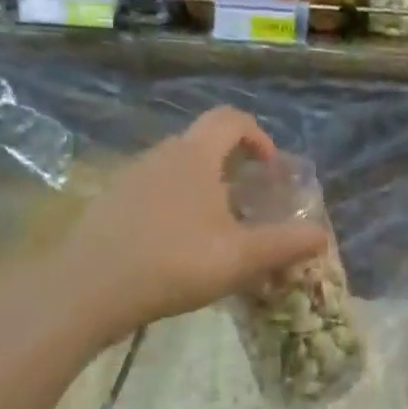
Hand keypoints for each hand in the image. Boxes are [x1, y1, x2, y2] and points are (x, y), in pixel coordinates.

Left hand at [62, 108, 327, 342]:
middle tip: (250, 204)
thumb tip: (321, 235)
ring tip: (217, 230)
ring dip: (203, 189)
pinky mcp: (108, 204)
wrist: (86, 289)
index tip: (271, 170)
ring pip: (176, 170)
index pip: (231, 119)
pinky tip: (176, 249)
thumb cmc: (173, 262)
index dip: (258, 136)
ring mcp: (129, 178)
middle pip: (203, 143)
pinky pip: (153, 192)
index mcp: (195, 156)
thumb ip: (285, 244)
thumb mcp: (241, 257)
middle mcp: (160, 155)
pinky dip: (174, 207)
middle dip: (233, 167)